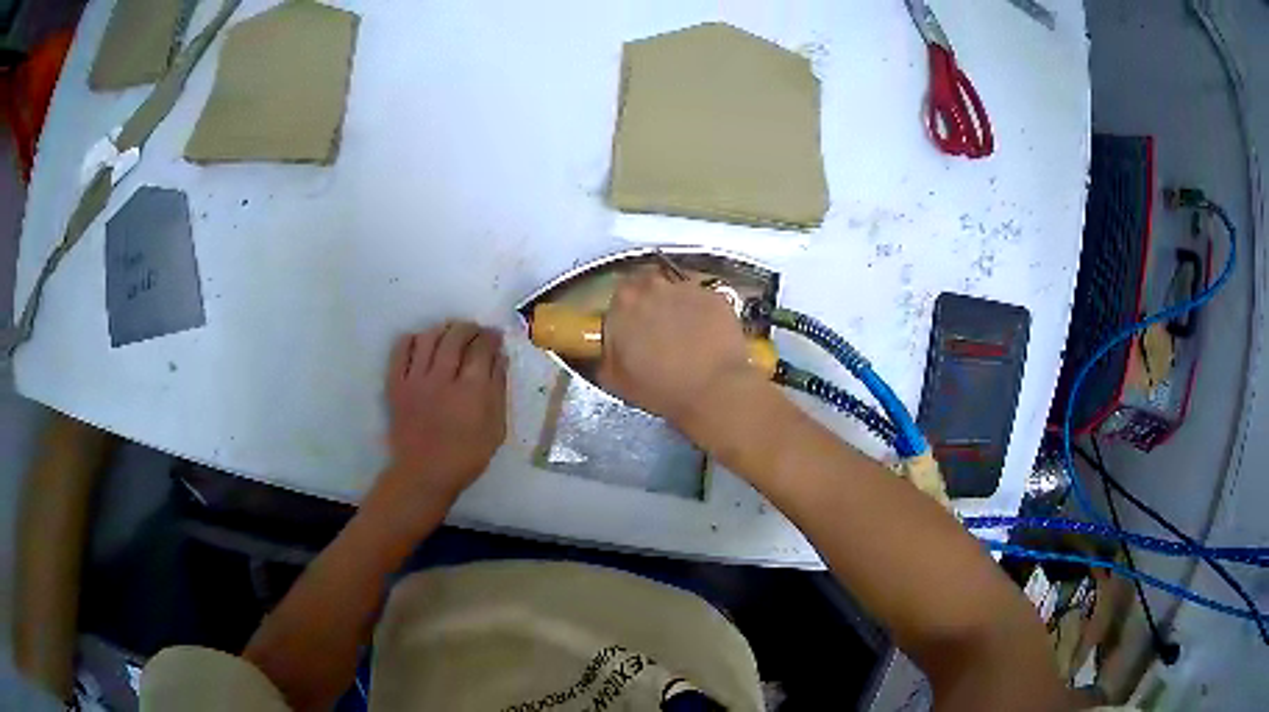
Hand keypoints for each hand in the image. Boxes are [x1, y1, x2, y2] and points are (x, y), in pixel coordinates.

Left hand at [375, 322, 507, 510]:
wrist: (424, 474)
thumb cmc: (466, 456)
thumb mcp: (495, 428)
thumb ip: (498, 390)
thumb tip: (500, 359)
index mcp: (472, 390)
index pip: (482, 348)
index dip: (491, 337)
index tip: (495, 337)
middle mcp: (443, 377)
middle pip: (456, 336)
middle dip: (469, 328)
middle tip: (474, 332)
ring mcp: (416, 379)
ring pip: (429, 337)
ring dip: (443, 330)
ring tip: (449, 334)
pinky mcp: (396, 385)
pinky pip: (401, 350)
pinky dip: (413, 340)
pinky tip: (422, 344)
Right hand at [599, 268, 761, 428]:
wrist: (714, 390)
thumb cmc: (663, 388)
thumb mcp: (617, 380)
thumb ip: (608, 355)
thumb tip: (610, 351)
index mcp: (624, 304)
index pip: (618, 296)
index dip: (625, 313)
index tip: (631, 329)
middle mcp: (654, 287)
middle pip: (648, 286)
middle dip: (651, 305)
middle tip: (657, 331)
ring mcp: (687, 288)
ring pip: (677, 291)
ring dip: (677, 307)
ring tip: (685, 336)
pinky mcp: (715, 297)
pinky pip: (703, 301)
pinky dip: (703, 314)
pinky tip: (706, 337)